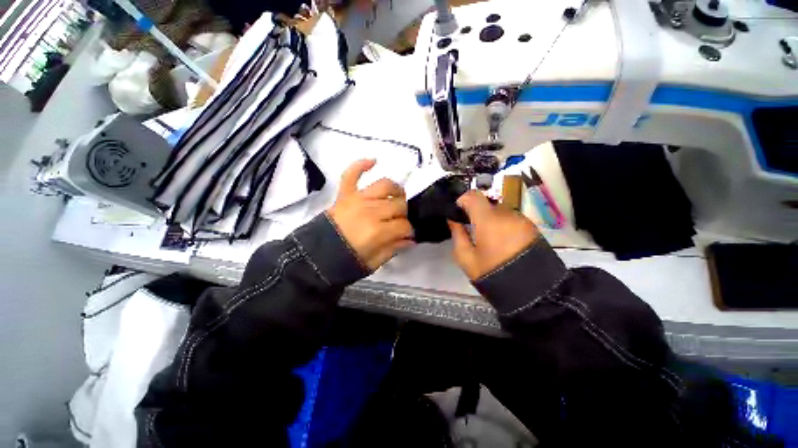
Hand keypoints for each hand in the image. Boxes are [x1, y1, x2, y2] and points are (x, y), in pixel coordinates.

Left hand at [327, 159, 413, 270]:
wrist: (316, 256)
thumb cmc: (346, 261)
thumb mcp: (373, 262)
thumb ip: (393, 249)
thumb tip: (410, 240)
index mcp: (378, 231)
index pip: (404, 225)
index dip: (409, 231)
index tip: (407, 236)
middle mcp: (370, 211)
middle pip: (398, 205)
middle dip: (403, 215)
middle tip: (398, 222)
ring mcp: (357, 199)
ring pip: (385, 185)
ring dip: (395, 190)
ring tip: (396, 197)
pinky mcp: (344, 194)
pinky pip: (352, 173)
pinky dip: (362, 165)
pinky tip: (373, 161)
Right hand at [448, 190, 539, 280]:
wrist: (531, 292)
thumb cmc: (492, 273)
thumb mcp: (466, 258)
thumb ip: (457, 234)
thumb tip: (453, 220)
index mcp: (488, 220)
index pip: (473, 196)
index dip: (463, 200)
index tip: (458, 212)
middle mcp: (506, 214)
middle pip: (487, 203)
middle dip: (477, 212)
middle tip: (473, 228)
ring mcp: (522, 220)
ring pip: (500, 210)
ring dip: (492, 218)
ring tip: (490, 238)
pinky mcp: (531, 227)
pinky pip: (512, 218)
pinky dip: (504, 224)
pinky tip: (503, 241)